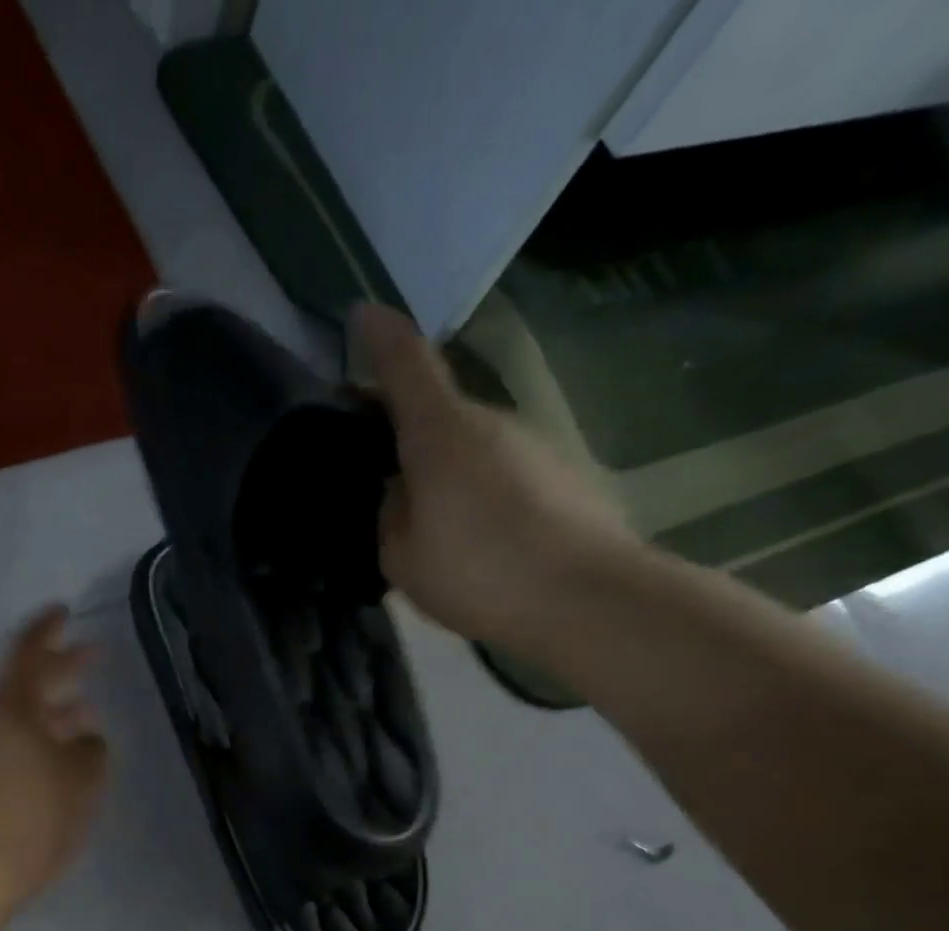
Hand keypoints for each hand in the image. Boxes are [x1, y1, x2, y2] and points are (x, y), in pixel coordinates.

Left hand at [0, 606, 109, 904]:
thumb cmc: (26, 814)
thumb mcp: (77, 780)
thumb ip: (91, 753)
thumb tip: (89, 741)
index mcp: (15, 707)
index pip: (30, 652)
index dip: (48, 628)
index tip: (65, 610)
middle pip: (30, 683)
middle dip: (63, 666)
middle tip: (93, 653)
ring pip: (28, 719)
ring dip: (58, 710)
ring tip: (91, 712)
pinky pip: (23, 748)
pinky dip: (48, 743)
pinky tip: (69, 760)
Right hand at [353, 303, 639, 648]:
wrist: (588, 598)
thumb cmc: (478, 571)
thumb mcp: (401, 555)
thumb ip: (390, 513)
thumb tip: (401, 492)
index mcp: (440, 432)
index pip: (406, 363)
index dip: (379, 336)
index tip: (361, 314)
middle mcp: (487, 422)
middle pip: (433, 406)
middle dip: (397, 421)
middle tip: (366, 456)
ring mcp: (529, 444)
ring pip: (465, 442)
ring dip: (436, 462)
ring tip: (416, 512)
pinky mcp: (557, 473)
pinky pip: (495, 469)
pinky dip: (470, 486)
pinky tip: (466, 533)